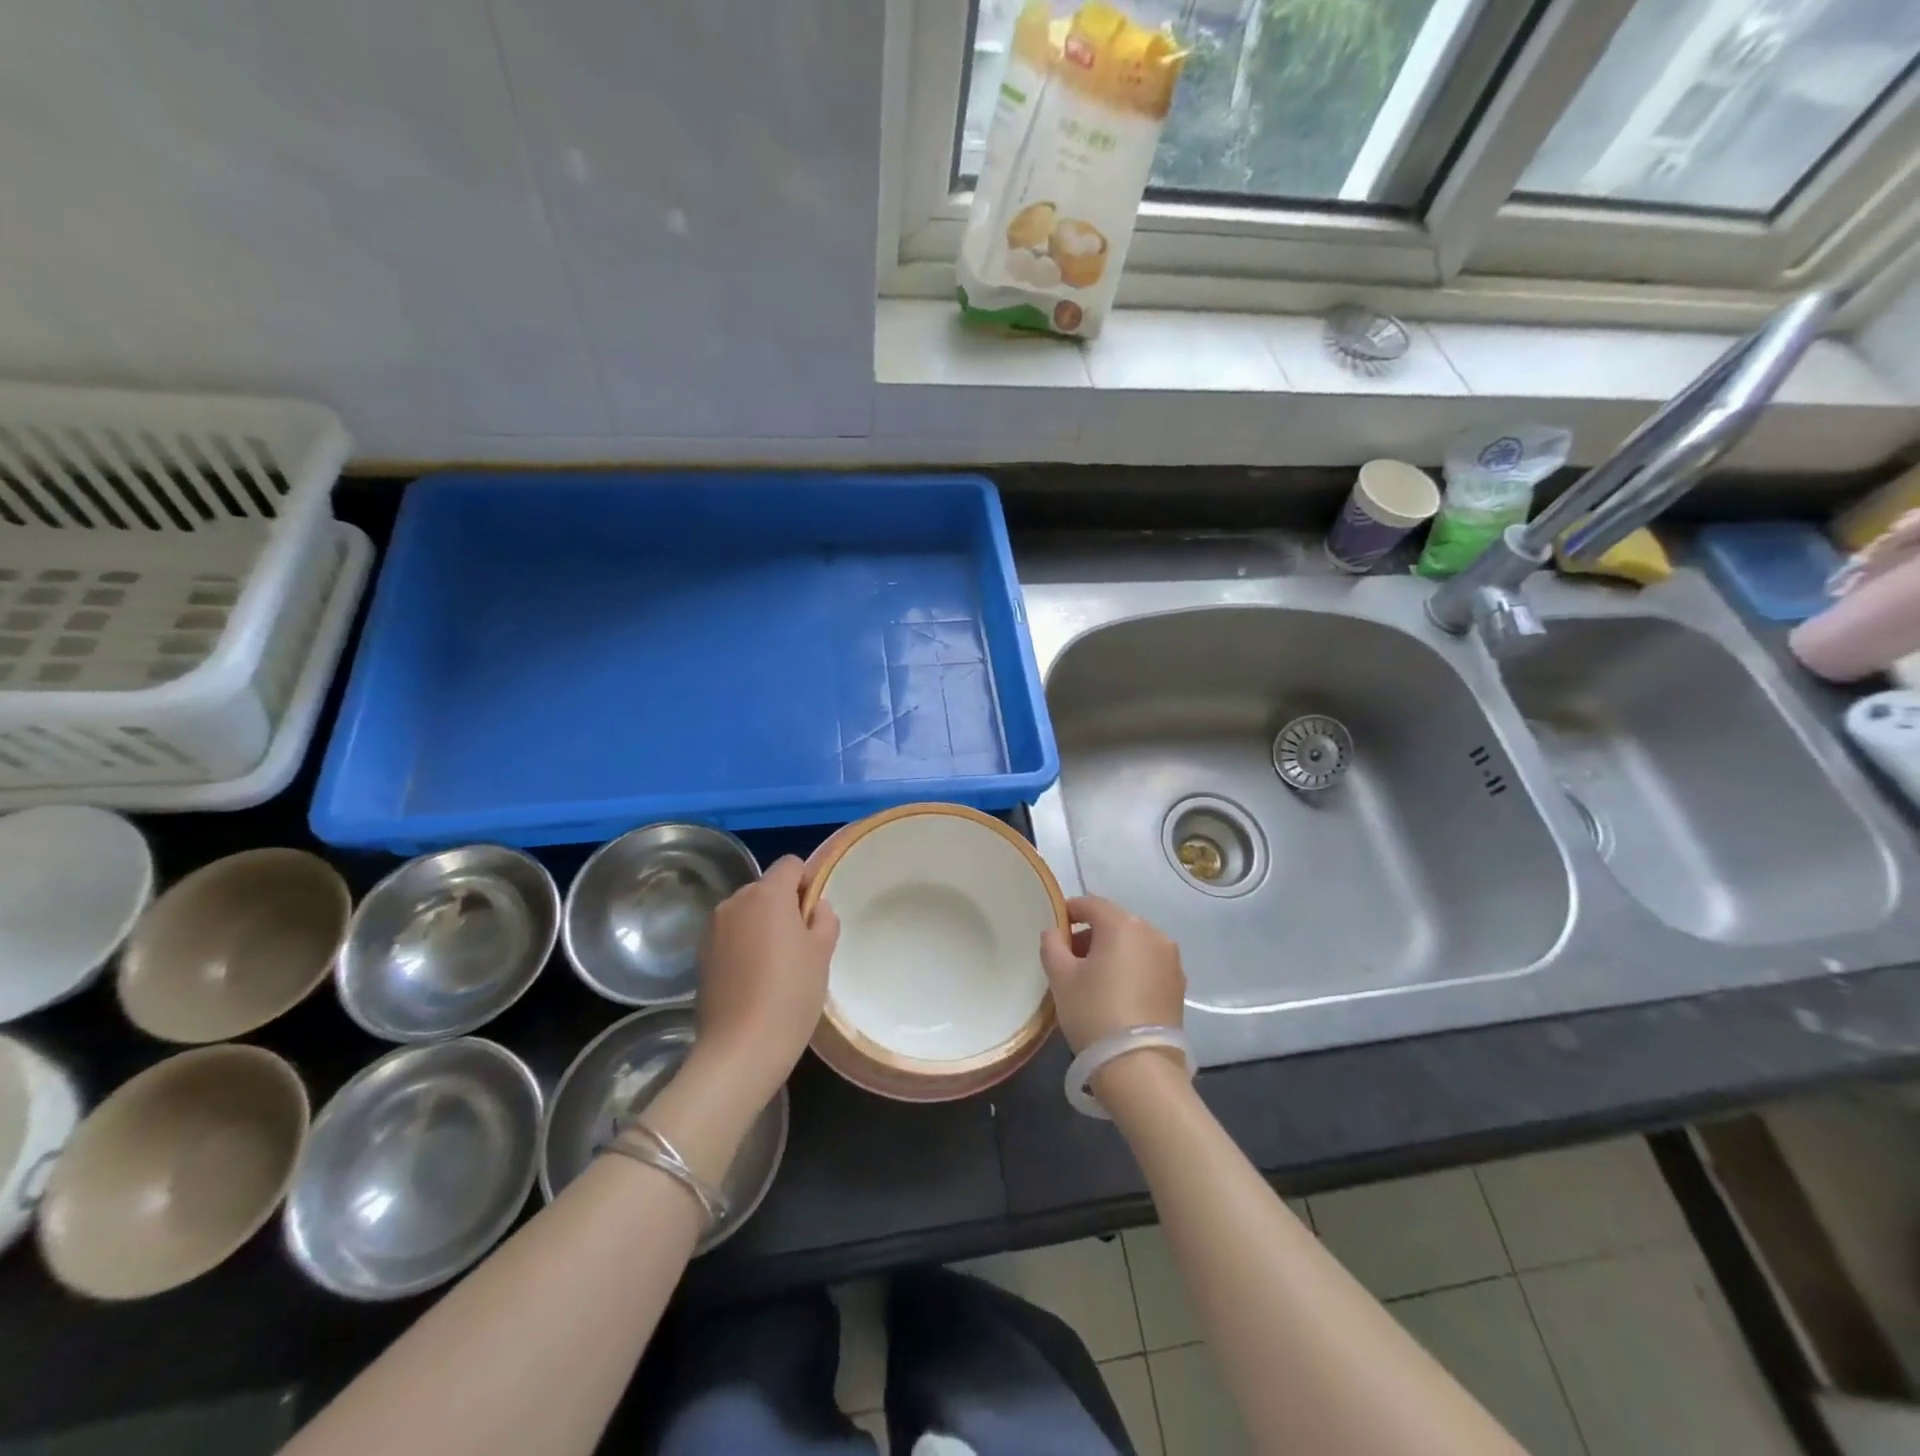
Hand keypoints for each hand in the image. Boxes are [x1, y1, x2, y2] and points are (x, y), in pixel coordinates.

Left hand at [690, 856, 838, 1110]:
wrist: (740, 1049)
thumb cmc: (791, 994)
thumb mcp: (823, 953)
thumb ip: (824, 918)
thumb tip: (814, 907)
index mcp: (767, 894)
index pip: (791, 864)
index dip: (807, 882)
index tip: (815, 916)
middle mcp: (735, 902)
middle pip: (766, 888)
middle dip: (784, 905)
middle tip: (801, 945)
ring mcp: (713, 929)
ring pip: (747, 912)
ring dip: (762, 925)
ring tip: (776, 966)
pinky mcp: (701, 955)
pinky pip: (731, 935)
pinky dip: (744, 945)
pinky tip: (753, 979)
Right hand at [1039, 895, 1184, 1053]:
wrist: (1140, 1067)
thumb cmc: (1094, 1013)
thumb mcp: (1061, 978)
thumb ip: (1052, 945)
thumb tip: (1055, 933)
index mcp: (1123, 925)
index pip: (1091, 904)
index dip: (1069, 912)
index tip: (1055, 929)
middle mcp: (1153, 933)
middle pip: (1115, 922)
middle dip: (1091, 934)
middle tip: (1069, 958)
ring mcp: (1171, 960)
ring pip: (1133, 943)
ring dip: (1112, 952)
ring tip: (1093, 979)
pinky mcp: (1179, 985)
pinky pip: (1148, 964)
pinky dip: (1131, 969)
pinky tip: (1117, 994)